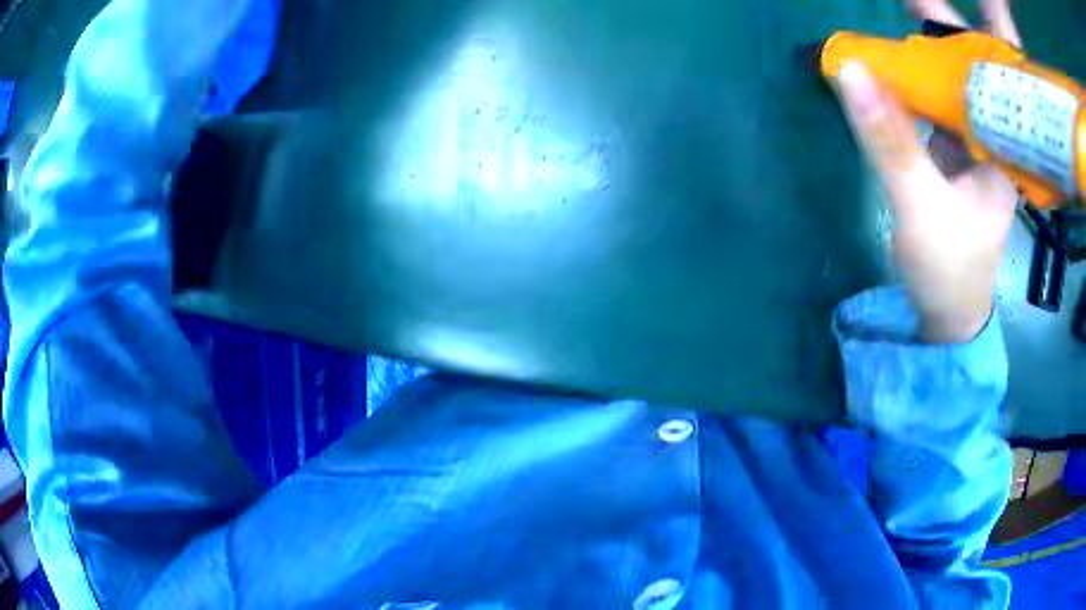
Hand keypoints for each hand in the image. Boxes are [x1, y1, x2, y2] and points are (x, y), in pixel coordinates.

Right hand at [835, 0, 1021, 343]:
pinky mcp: (955, 152)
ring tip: (899, 23)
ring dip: (925, 56)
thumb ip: (890, 138)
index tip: (921, 2)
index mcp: (1004, 150)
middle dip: (941, 35)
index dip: (964, 34)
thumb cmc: (948, 272)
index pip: (993, 75)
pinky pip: (937, 105)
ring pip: (952, 85)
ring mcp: (974, 145)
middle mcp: (994, 139)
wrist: (947, 316)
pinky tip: (897, 69)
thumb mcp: (919, 205)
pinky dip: (915, 84)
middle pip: (972, 73)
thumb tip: (849, 67)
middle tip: (908, 3)